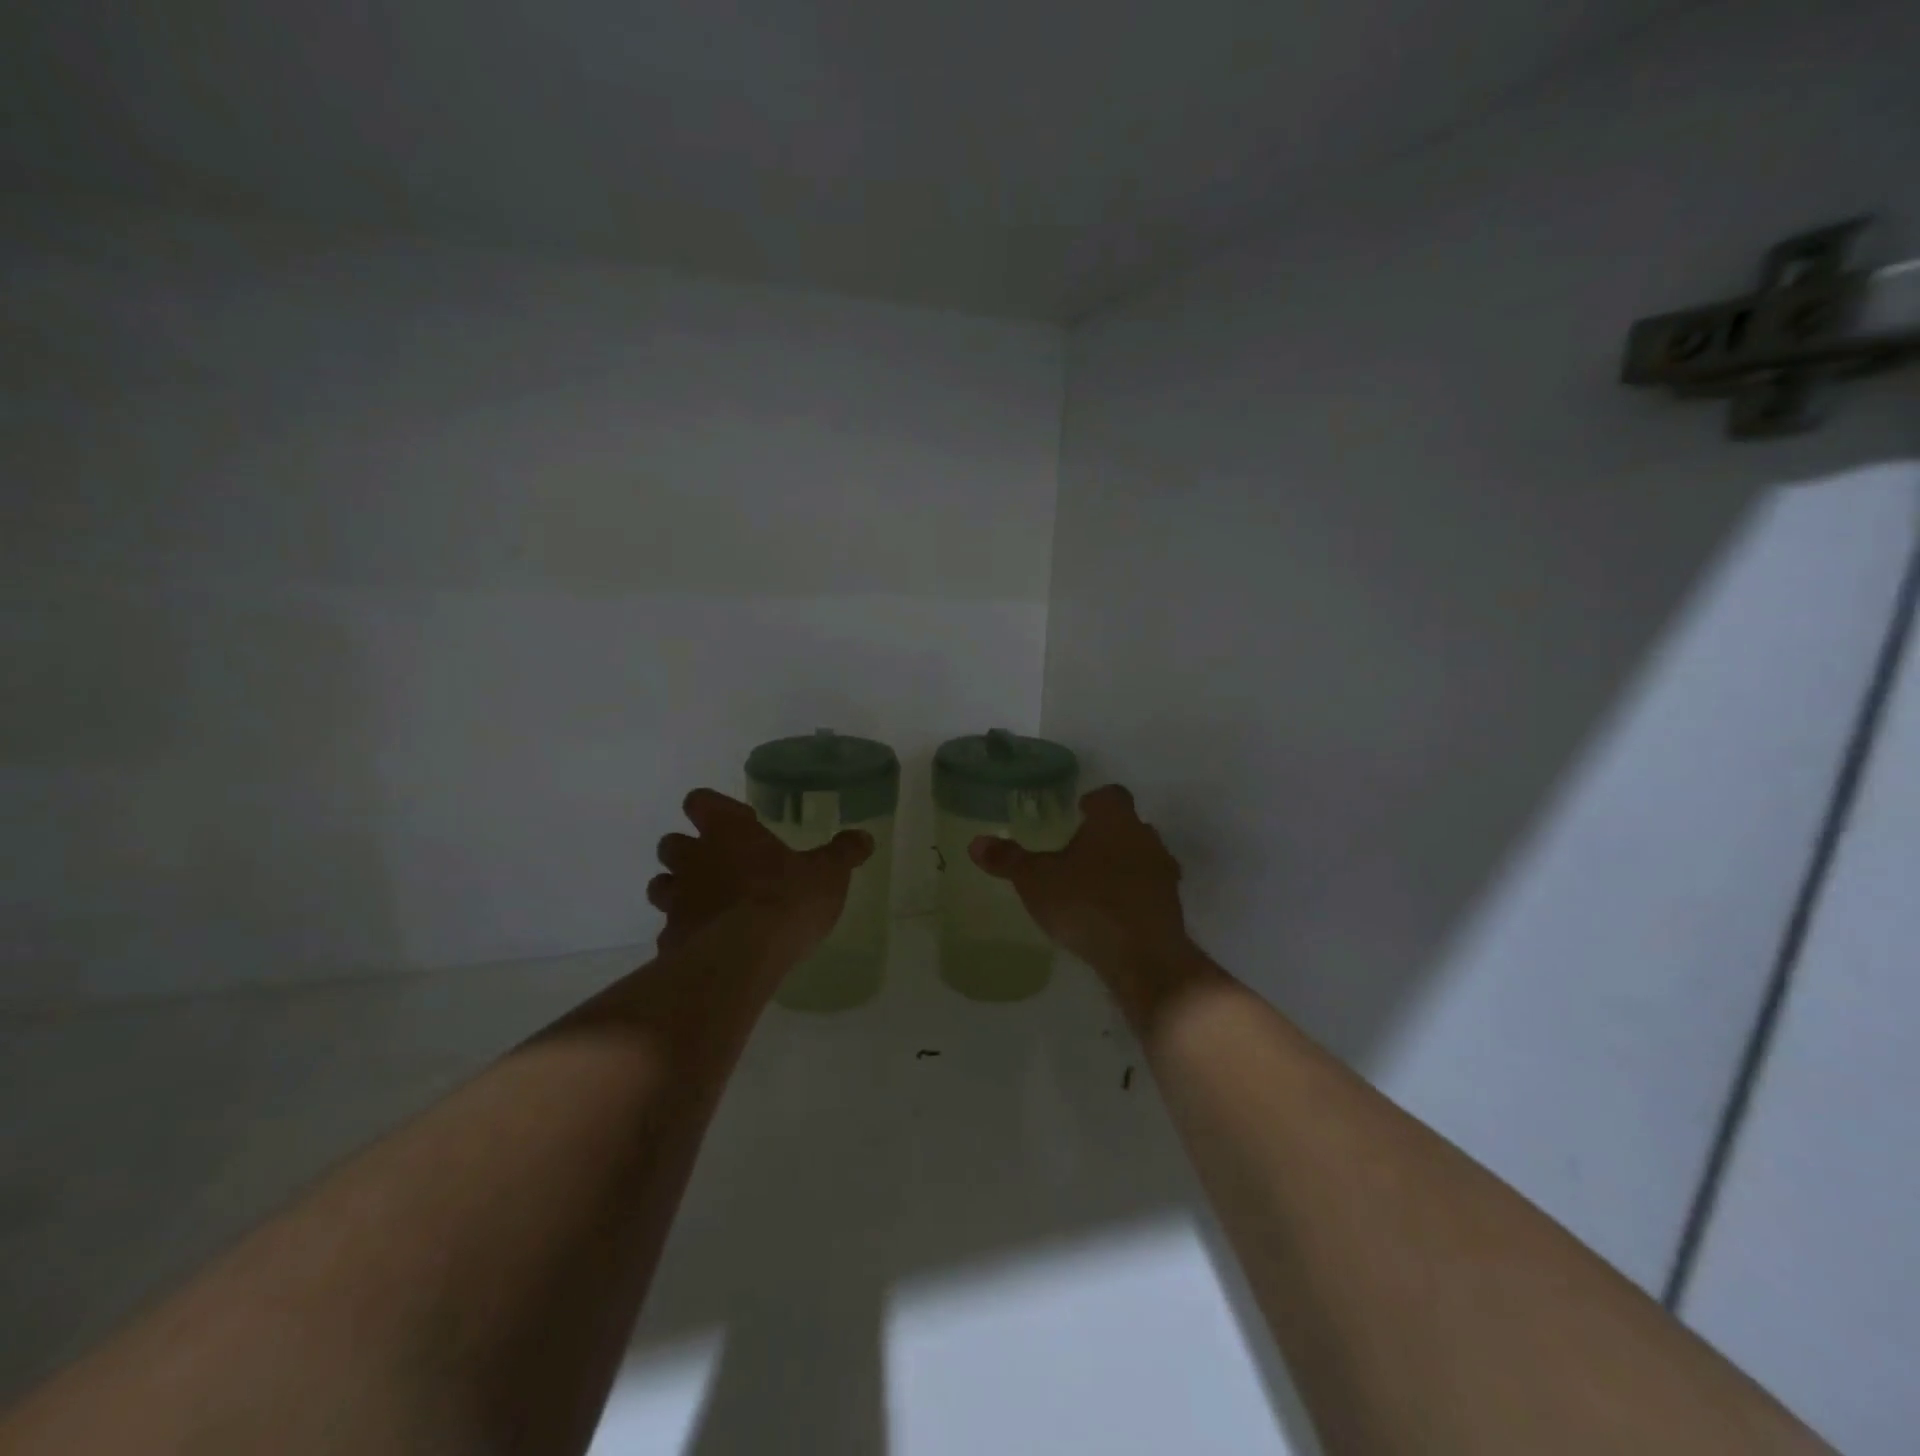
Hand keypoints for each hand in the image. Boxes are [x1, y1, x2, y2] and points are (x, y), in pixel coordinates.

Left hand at [648, 790, 873, 960]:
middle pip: (671, 843)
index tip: (745, 825)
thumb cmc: (787, 899)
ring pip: (661, 886)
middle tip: (723, 866)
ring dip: (680, 891)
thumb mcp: (828, 873)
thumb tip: (864, 836)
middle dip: (690, 852)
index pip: (700, 801)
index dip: (716, 809)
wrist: (743, 959)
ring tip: (710, 906)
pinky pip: (671, 932)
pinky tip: (709, 947)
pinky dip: (685, 935)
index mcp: (726, 831)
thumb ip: (843, 853)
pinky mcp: (670, 941)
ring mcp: (677, 901)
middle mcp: (693, 859)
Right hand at [969, 785, 1191, 982]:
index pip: (1110, 795)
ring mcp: (1164, 874)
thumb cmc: (1087, 903)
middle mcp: (1146, 838)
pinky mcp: (1172, 908)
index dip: (1094, 800)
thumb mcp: (1036, 881)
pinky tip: (1110, 915)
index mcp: (1115, 821)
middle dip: (1106, 834)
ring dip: (1122, 865)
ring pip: (1142, 858)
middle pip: (1129, 825)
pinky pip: (1148, 891)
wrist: (1144, 957)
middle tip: (1078, 849)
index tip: (1078, 811)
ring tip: (1092, 884)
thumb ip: (1008, 860)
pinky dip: (1132, 896)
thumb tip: (975, 843)